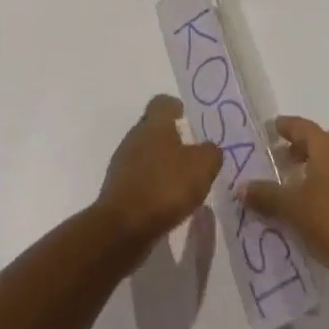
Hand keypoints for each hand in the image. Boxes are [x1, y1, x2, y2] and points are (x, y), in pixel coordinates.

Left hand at [95, 96, 222, 247]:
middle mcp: (135, 136)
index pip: (161, 102)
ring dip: (160, 161)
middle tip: (188, 151)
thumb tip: (210, 149)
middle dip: (168, 136)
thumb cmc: (165, 187)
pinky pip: (138, 176)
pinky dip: (151, 183)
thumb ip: (210, 154)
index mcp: (154, 124)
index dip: (173, 106)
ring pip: (144, 152)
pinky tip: (164, 200)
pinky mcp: (118, 188)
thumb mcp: (201, 168)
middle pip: (152, 127)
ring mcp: (123, 162)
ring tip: (179, 179)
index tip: (184, 114)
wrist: (123, 226)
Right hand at [240, 116, 328, 285]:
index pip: (301, 126)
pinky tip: (324, 206)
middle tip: (284, 160)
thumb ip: (265, 196)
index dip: (284, 127)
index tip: (271, 129)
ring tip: (301, 185)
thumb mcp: (292, 210)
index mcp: (328, 145)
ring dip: (319, 167)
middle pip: (321, 141)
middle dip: (301, 148)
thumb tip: (240, 189)